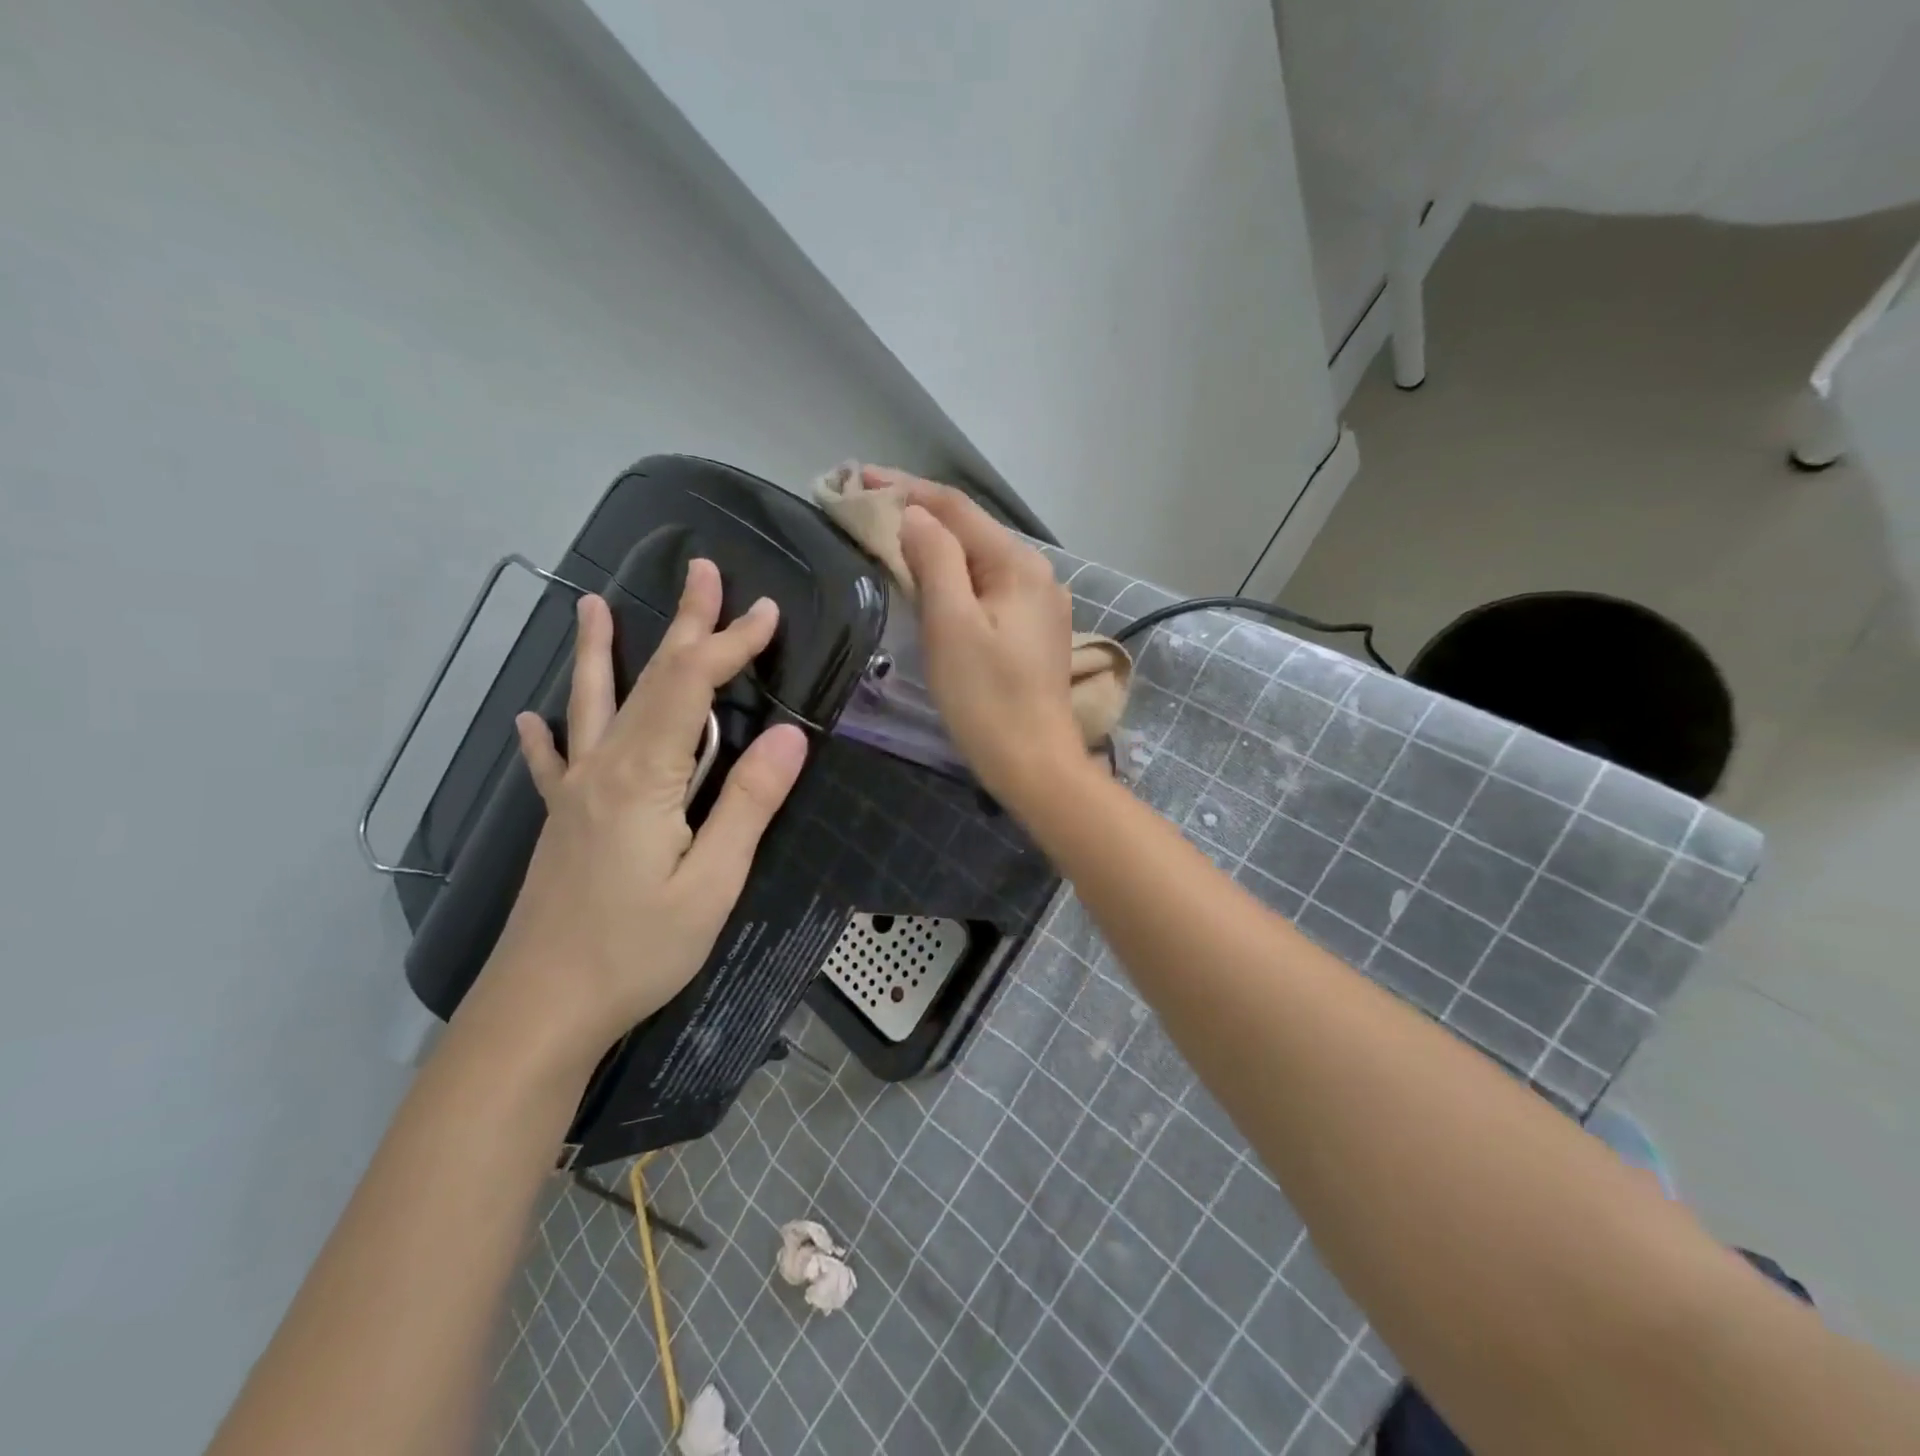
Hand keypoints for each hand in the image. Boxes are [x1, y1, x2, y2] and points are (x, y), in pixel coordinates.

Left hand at [463, 560, 808, 1067]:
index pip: (693, 687)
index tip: (767, 611)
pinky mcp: (562, 822)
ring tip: (592, 605)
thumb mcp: (712, 882)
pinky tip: (531, 717)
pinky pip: (554, 763)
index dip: (731, 644)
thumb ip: (748, 805)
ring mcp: (576, 793)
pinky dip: (546, 734)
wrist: (540, 1009)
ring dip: (601, 652)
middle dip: (685, 625)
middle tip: (702, 571)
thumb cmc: (637, 949)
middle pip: (650, 680)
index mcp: (646, 777)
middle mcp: (605, 768)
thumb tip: (790, 739)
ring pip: (593, 705)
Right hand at [888, 469, 1085, 803]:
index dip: (906, 488)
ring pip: (978, 559)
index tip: (859, 476)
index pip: (956, 509)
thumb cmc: (986, 698)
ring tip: (891, 535)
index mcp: (1018, 565)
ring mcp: (1039, 603)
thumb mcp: (951, 625)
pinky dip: (954, 575)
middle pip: (971, 530)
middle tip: (867, 505)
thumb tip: (913, 515)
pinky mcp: (1033, 630)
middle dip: (919, 513)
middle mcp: (1037, 573)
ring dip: (935, 543)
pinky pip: (987, 587)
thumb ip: (935, 560)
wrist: (1035, 764)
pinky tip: (931, 578)